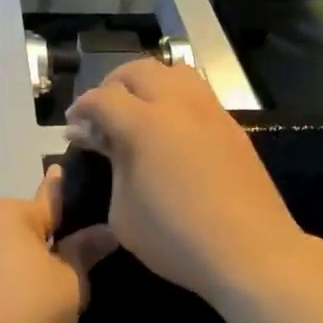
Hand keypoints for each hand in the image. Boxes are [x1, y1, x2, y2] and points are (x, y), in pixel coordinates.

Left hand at [0, 167, 118, 322]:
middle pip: (25, 228)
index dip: (67, 192)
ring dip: (23, 265)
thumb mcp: (71, 281)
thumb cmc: (30, 310)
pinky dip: (3, 286)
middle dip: (46, 241)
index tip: (70, 175)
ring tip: (45, 295)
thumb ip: (86, 251)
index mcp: (9, 214)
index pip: (50, 197)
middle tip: (73, 267)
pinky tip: (18, 311)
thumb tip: (105, 231)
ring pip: (4, 253)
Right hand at [65, 59, 308, 305]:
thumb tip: (103, 143)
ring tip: (139, 113)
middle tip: (103, 115)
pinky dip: (177, 100)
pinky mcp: (232, 127)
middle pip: (138, 71)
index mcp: (143, 123)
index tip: (73, 128)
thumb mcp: (123, 212)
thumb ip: (112, 168)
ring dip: (149, 84)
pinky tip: (172, 131)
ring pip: (175, 73)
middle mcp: (178, 104)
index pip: (102, 98)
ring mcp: (210, 112)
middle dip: (112, 86)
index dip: (81, 109)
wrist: (249, 251)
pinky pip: (199, 95)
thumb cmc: (175, 239)